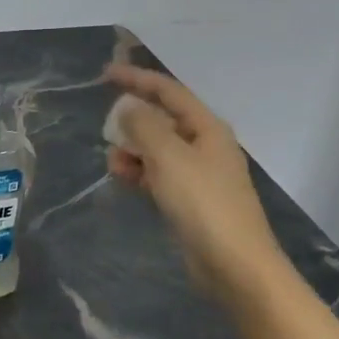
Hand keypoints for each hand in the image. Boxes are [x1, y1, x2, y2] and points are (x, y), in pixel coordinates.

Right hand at [104, 64, 285, 297]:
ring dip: (132, 150)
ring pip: (157, 149)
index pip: (169, 91)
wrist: (234, 264)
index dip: (137, 79)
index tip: (105, 75)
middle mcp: (205, 145)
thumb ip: (144, 126)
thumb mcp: (168, 157)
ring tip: (114, 164)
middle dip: (132, 122)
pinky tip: (124, 179)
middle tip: (107, 132)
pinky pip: (158, 174)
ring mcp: (198, 174)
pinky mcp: (189, 199)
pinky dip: (139, 172)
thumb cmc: (203, 203)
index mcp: (207, 128)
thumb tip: (127, 108)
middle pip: (162, 119)